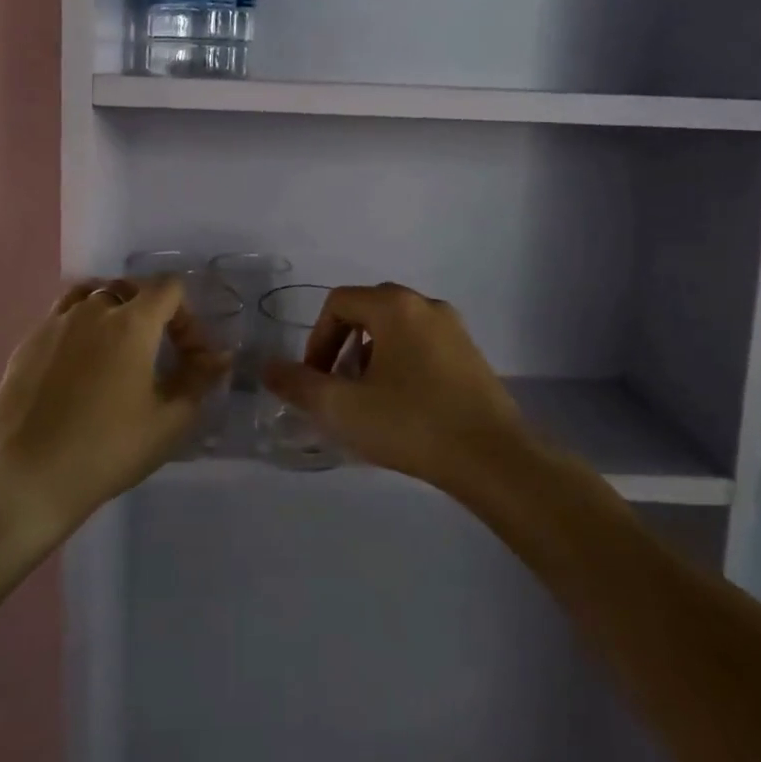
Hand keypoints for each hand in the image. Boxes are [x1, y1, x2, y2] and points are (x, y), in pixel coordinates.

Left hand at [0, 276, 229, 530]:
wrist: (27, 477)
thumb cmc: (108, 449)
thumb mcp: (169, 421)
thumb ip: (199, 379)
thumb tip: (219, 356)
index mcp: (132, 322)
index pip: (169, 288)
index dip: (187, 316)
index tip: (189, 355)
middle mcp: (92, 310)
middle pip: (131, 286)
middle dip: (153, 310)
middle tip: (157, 351)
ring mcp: (55, 323)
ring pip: (92, 294)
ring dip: (113, 311)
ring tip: (117, 348)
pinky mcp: (28, 342)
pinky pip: (62, 316)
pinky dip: (81, 326)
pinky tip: (80, 365)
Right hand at [261, 282, 533, 488]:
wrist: (493, 458)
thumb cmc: (412, 424)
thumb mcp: (343, 408)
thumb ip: (299, 385)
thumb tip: (267, 368)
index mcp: (396, 306)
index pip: (339, 303)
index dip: (317, 339)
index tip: (315, 379)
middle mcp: (426, 305)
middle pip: (368, 310)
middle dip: (343, 346)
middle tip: (337, 387)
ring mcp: (454, 329)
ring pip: (396, 329)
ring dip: (371, 356)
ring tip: (367, 400)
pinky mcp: (471, 355)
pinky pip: (422, 345)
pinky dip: (401, 364)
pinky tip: (402, 406)